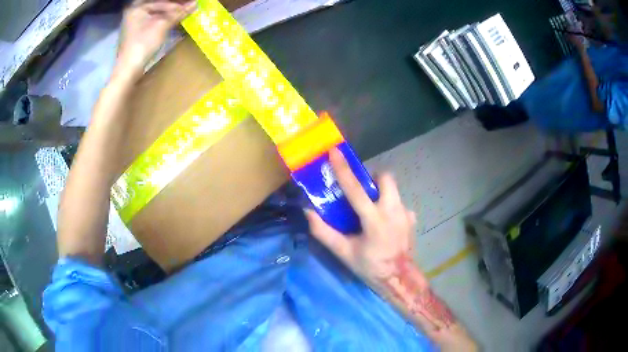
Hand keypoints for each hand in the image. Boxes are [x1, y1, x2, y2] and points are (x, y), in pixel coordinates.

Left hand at [116, 0, 196, 75]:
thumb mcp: (163, 26)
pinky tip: (173, 19)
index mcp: (137, 6)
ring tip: (184, 12)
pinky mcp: (136, 30)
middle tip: (189, 6)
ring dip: (170, 12)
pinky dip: (163, 18)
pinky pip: (152, 18)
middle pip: (158, 4)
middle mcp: (134, 10)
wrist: (128, 69)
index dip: (178, 3)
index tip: (193, 3)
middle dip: (174, 6)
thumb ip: (179, 13)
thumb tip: (196, 3)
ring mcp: (134, 21)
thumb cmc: (143, 45)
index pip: (162, 1)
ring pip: (156, 11)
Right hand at [306, 149, 477, 350]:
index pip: (356, 189)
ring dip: (381, 193)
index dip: (343, 169)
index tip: (335, 151)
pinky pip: (399, 204)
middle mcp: (393, 211)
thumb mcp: (344, 253)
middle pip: (386, 178)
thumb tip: (308, 212)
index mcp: (374, 220)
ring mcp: (406, 213)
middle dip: (373, 178)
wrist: (399, 278)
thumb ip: (324, 232)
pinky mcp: (412, 218)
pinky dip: (389, 207)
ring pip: (393, 190)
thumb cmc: (370, 266)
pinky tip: (384, 224)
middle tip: (362, 190)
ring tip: (371, 209)